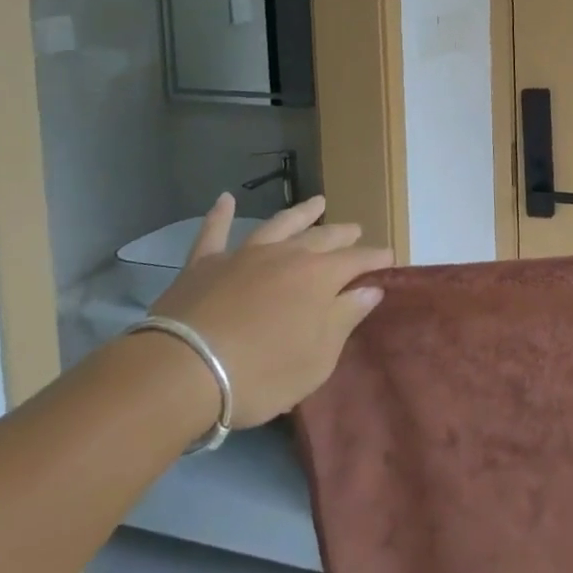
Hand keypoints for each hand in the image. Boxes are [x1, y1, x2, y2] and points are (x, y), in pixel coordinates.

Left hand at [149, 193, 390, 426]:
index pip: (358, 261)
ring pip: (279, 225)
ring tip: (318, 202)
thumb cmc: (261, 373)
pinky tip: (224, 199)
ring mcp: (244, 255)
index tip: (389, 258)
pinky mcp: (204, 265)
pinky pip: (214, 232)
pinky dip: (221, 215)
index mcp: (319, 277)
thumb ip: (345, 318)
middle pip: (322, 238)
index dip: (376, 258)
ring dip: (300, 213)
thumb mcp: (317, 357)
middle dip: (343, 234)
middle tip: (356, 229)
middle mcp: (287, 255)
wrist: (183, 372)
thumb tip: (370, 289)